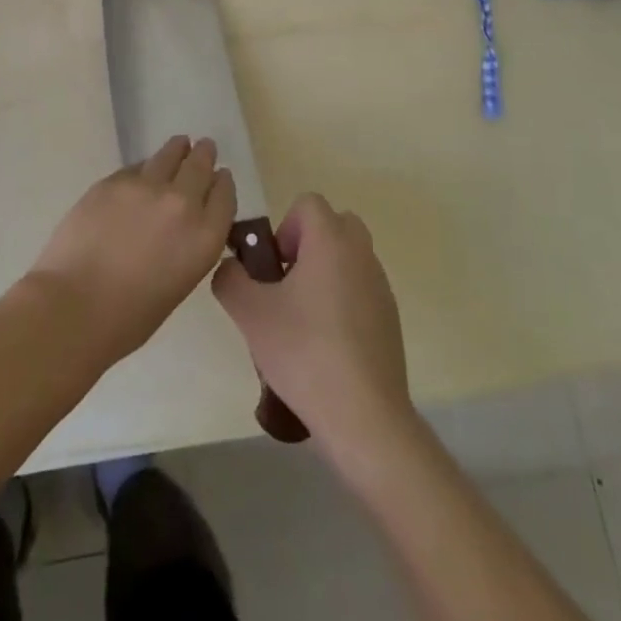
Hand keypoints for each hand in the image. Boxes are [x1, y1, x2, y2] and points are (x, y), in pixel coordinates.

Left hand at [28, 136, 236, 365]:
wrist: (75, 306)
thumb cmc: (129, 317)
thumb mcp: (178, 283)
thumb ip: (188, 245)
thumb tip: (180, 226)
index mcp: (205, 237)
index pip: (224, 196)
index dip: (222, 183)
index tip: (221, 176)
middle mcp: (182, 203)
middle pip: (200, 166)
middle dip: (203, 155)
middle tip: (204, 147)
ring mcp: (146, 186)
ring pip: (169, 155)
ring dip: (177, 150)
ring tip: (179, 144)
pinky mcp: (114, 180)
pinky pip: (137, 167)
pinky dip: (144, 168)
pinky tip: (142, 172)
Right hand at [212, 194, 411, 465]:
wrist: (364, 417)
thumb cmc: (304, 352)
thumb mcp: (249, 313)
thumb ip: (230, 278)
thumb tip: (232, 268)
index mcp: (331, 241)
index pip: (308, 203)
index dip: (284, 227)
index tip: (274, 268)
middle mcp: (361, 254)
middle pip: (334, 225)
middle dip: (307, 245)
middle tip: (286, 286)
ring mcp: (380, 287)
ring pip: (348, 258)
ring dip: (324, 274)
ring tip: (301, 321)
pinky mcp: (390, 319)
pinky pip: (361, 290)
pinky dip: (342, 302)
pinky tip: (326, 347)